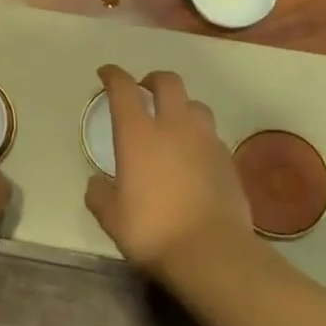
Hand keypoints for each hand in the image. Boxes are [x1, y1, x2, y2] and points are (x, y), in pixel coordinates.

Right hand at [84, 65, 251, 275]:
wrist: (212, 252)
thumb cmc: (153, 230)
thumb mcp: (112, 218)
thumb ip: (100, 195)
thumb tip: (97, 183)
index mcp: (138, 134)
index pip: (123, 89)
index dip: (113, 75)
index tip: (106, 73)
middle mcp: (174, 126)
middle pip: (168, 82)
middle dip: (153, 79)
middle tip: (144, 89)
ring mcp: (206, 140)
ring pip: (196, 105)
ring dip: (182, 106)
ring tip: (173, 122)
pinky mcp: (228, 159)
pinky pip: (211, 135)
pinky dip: (199, 136)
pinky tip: (194, 155)